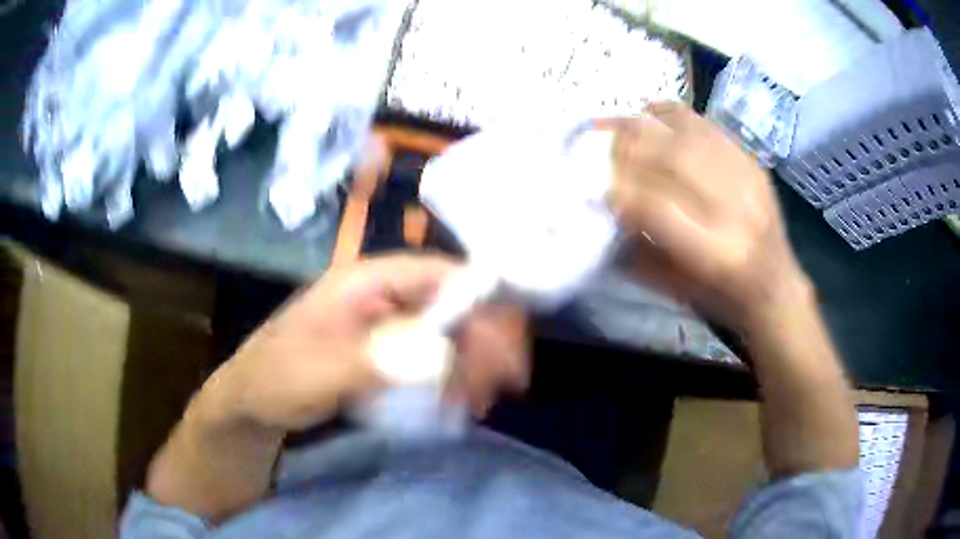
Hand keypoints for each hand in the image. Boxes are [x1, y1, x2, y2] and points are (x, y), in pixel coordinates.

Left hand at [148, 254, 528, 520]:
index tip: (512, 339)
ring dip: (469, 368)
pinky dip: (450, 382)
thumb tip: (438, 355)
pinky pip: (431, 361)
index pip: (437, 273)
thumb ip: (371, 361)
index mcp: (365, 281)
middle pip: (450, 306)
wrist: (251, 405)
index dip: (481, 297)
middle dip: (482, 343)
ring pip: (446, 336)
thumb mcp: (315, 371)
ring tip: (479, 405)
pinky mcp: (385, 355)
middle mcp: (382, 296)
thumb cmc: (274, 377)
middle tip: (501, 388)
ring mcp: (385, 327)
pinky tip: (457, 407)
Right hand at [609, 101, 811, 330]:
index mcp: (715, 254)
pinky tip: (652, 113)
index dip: (622, 193)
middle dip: (630, 149)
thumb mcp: (675, 289)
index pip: (656, 208)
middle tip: (604, 149)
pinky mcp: (751, 163)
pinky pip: (708, 126)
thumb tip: (606, 206)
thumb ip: (639, 250)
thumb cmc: (721, 297)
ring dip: (647, 126)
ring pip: (689, 136)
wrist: (775, 285)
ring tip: (623, 128)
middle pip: (674, 160)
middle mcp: (735, 210)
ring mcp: (747, 181)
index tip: (599, 190)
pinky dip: (674, 114)